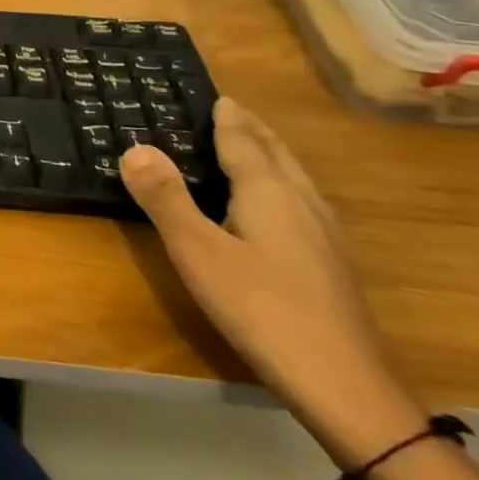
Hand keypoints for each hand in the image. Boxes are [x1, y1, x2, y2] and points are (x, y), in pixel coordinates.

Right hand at [121, 98, 426, 466]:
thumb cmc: (261, 309)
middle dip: (254, 130)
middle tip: (231, 111)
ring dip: (271, 155)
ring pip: (296, 178)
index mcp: (270, 194)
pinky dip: (281, 183)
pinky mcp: (331, 262)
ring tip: (253, 146)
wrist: (343, 383)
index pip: (245, 143)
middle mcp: (303, 204)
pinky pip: (301, 201)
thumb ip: (166, 198)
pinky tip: (279, 207)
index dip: (228, 119)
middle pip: (278, 155)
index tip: (217, 96)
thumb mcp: (198, 252)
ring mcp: (324, 235)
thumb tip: (135, 146)